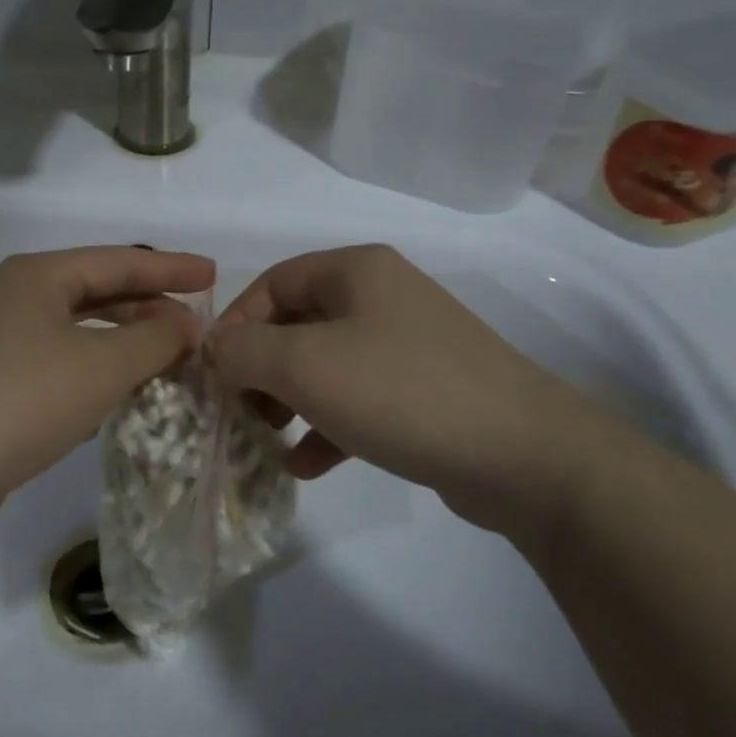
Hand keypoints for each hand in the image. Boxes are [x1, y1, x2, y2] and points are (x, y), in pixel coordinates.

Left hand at [0, 246, 214, 539]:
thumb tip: (187, 325)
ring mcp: (6, 343)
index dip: (171, 267)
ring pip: (83, 332)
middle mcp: (20, 299)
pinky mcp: (2, 385)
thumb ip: (154, 340)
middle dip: (151, 306)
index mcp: (40, 277)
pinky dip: (100, 373)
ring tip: (173, 357)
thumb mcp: (101, 365)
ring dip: (128, 343)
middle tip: (197, 323)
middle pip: (100, 292)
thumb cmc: (21, 400)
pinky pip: (66, 366)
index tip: (214, 273)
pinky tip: (126, 394)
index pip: (120, 260)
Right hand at [210, 244, 628, 539]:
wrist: (523, 455)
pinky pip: (358, 400)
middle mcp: (382, 297)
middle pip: (297, 325)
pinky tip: (307, 465)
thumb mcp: (305, 365)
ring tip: (267, 441)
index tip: (213, 372)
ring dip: (289, 402)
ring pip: (325, 366)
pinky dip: (327, 427)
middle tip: (238, 412)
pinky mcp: (424, 392)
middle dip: (260, 370)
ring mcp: (407, 345)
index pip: (272, 283)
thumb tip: (215, 348)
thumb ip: (245, 350)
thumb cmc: (400, 391)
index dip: (235, 324)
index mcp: (356, 271)